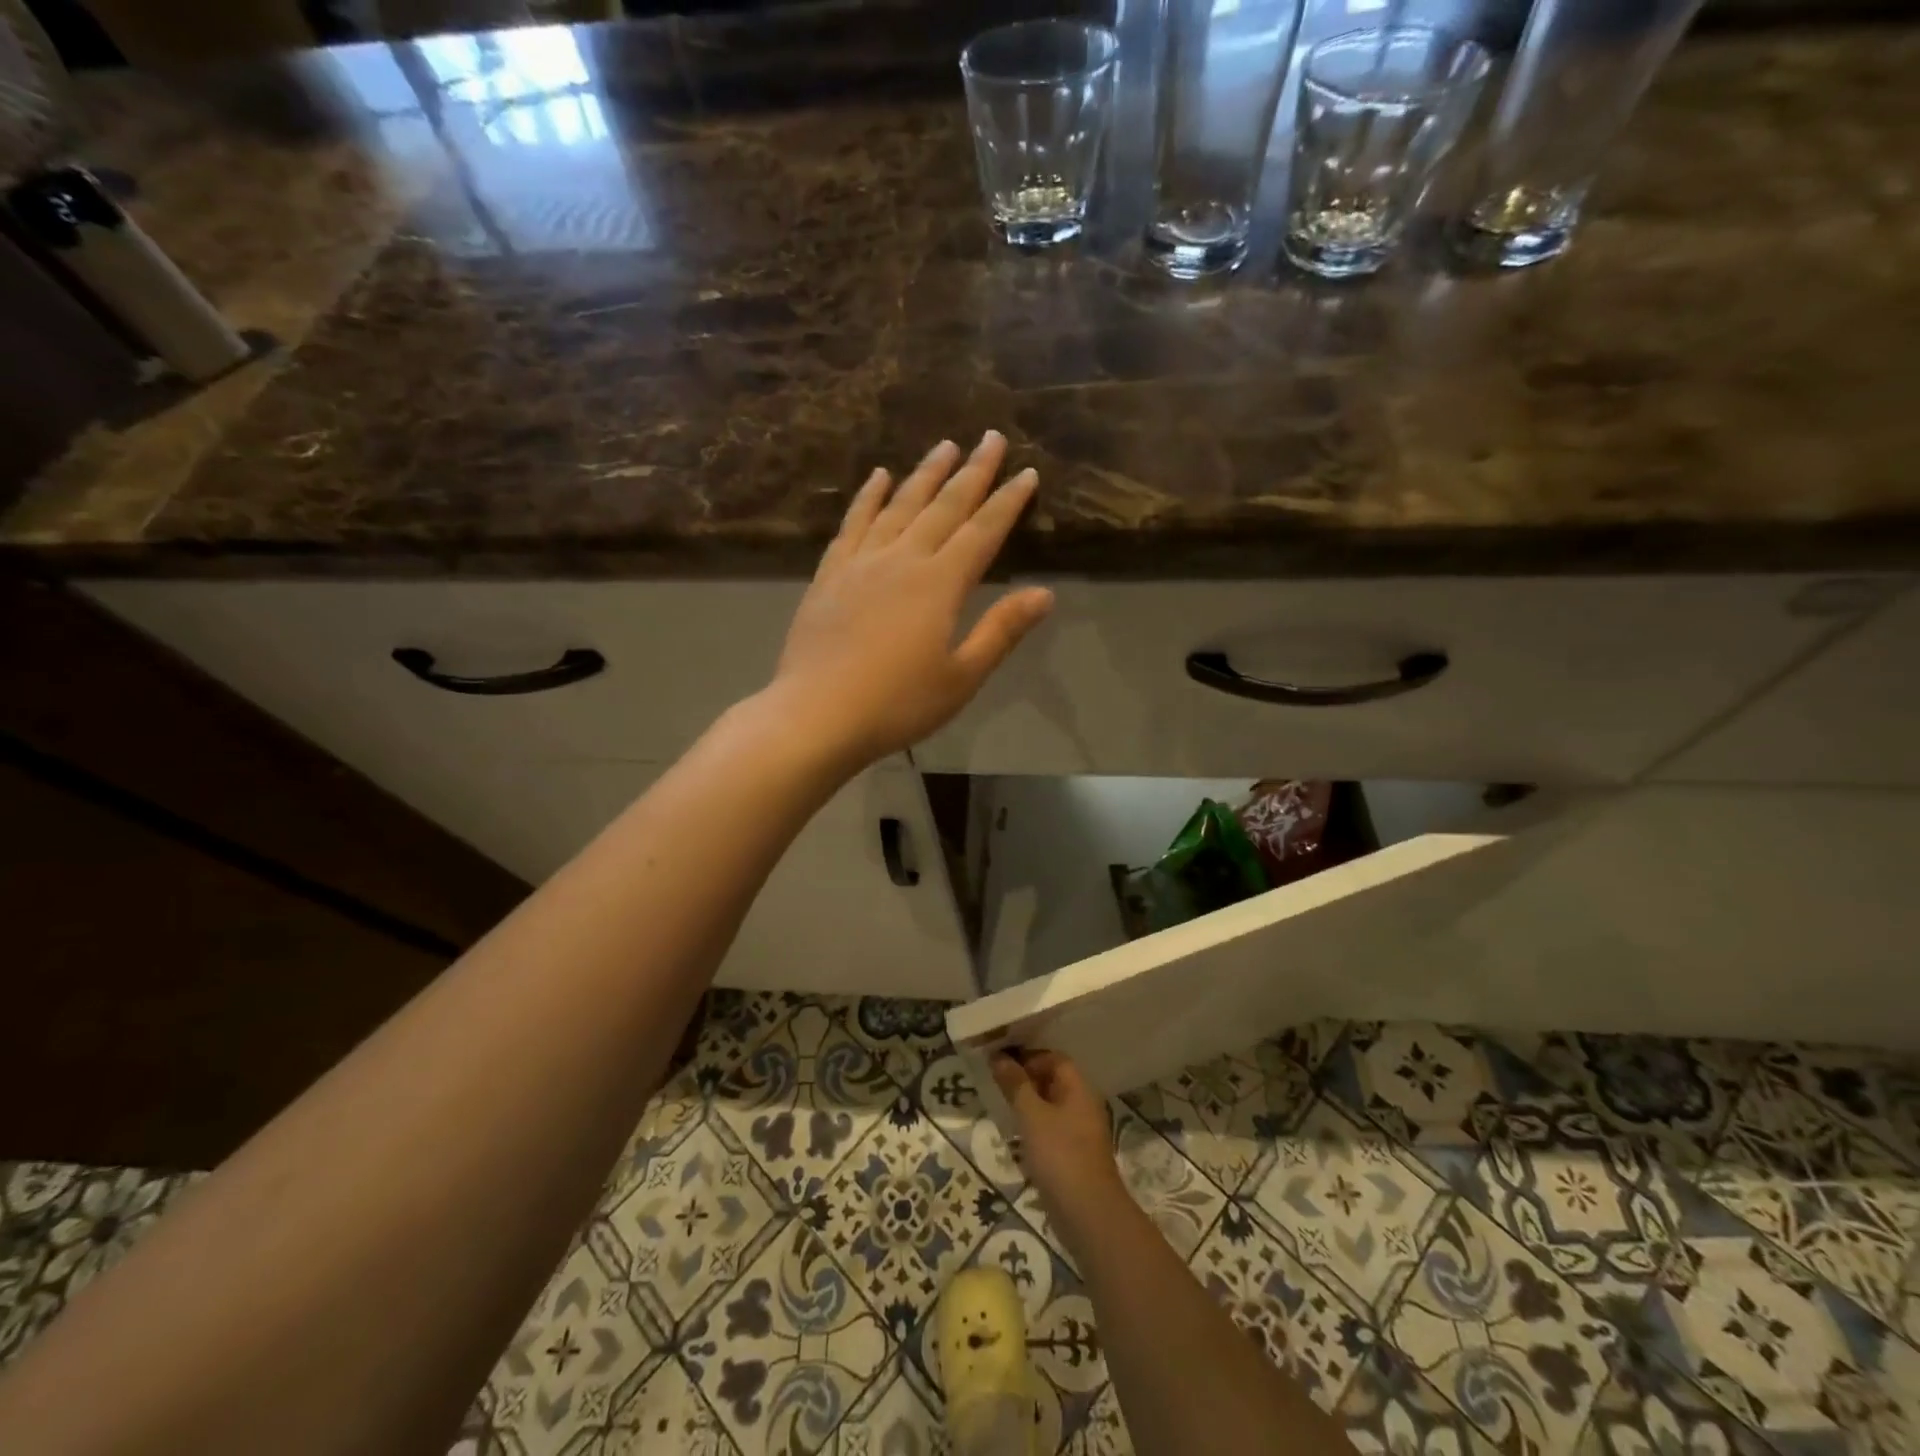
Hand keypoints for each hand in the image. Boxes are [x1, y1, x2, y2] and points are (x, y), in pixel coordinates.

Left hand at [768, 432, 1053, 770]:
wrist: (816, 714)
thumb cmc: (897, 704)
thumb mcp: (961, 677)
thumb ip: (1001, 631)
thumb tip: (1045, 593)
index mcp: (940, 584)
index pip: (982, 531)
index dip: (1008, 501)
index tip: (1027, 472)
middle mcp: (902, 559)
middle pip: (944, 506)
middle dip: (972, 472)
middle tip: (990, 437)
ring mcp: (862, 563)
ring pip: (899, 506)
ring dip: (924, 474)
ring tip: (944, 447)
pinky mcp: (830, 574)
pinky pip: (853, 523)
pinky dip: (868, 497)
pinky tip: (877, 477)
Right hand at [992, 1050, 1123, 1234]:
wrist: (1088, 1215)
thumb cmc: (1060, 1156)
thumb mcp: (1032, 1115)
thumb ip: (1016, 1085)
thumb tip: (999, 1057)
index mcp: (1079, 1088)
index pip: (1054, 1058)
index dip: (1028, 1056)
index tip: (1001, 1061)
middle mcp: (1083, 1105)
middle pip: (1053, 1080)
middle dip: (1025, 1079)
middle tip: (995, 1082)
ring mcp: (1080, 1132)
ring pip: (1050, 1107)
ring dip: (1027, 1104)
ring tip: (1000, 1106)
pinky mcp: (1073, 1156)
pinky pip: (1051, 1130)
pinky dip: (1033, 1127)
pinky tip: (1014, 1137)